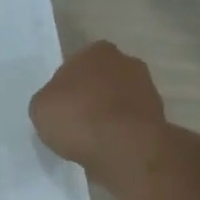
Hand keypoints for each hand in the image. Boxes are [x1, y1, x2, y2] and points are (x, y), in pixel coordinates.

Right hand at [29, 41, 169, 188]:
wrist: (126, 148)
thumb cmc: (78, 117)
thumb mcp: (40, 107)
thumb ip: (49, 99)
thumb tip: (60, 103)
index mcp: (97, 51)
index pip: (76, 63)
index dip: (66, 85)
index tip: (60, 105)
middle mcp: (126, 62)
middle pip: (101, 79)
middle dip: (91, 96)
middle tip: (75, 120)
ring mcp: (147, 89)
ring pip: (118, 100)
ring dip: (108, 115)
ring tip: (91, 139)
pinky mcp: (159, 117)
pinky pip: (130, 123)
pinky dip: (121, 132)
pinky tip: (108, 147)